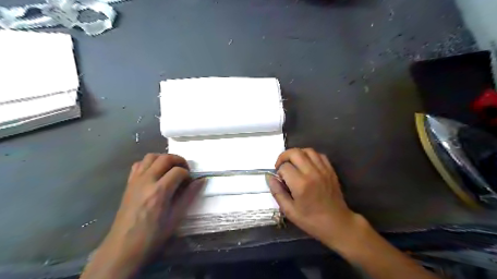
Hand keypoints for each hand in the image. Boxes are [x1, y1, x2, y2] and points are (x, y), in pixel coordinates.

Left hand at [85, 154, 202, 276]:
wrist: (123, 247)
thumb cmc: (153, 235)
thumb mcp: (175, 217)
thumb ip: (189, 196)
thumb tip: (201, 181)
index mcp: (159, 191)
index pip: (178, 171)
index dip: (188, 174)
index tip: (191, 182)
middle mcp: (146, 181)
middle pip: (165, 158)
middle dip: (179, 160)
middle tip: (185, 170)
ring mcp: (135, 181)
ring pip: (151, 157)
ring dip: (164, 159)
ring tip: (171, 169)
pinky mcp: (129, 184)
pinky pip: (139, 164)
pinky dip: (149, 163)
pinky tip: (155, 173)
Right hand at [268, 149, 361, 247]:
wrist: (337, 224)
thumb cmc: (311, 220)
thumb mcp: (289, 211)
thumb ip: (277, 192)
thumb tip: (270, 178)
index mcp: (301, 184)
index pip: (284, 167)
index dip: (278, 172)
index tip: (280, 180)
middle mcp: (312, 173)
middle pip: (295, 153)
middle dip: (284, 156)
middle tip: (281, 166)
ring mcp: (323, 170)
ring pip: (307, 150)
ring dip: (297, 154)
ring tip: (293, 163)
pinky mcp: (331, 170)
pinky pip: (319, 155)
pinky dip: (310, 156)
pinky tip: (306, 164)